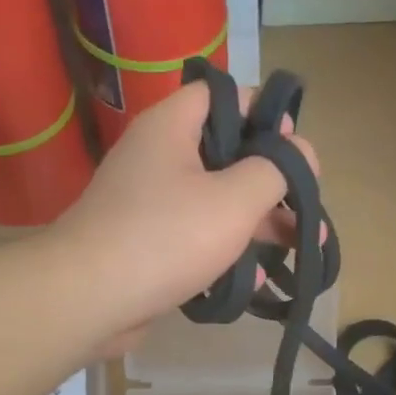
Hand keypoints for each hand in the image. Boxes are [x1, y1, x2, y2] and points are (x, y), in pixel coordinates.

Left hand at [52, 81, 315, 346]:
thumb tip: (299, 151)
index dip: (262, 111)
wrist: (88, 299)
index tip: (294, 142)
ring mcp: (149, 203)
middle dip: (271, 178)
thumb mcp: (234, 199)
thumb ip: (276, 169)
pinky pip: (195, 236)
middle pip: (225, 152)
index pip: (221, 95)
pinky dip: (226, 249)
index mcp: (171, 127)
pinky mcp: (146, 243)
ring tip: (303, 244)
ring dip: (258, 220)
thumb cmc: (166, 237)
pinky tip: (257, 277)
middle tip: (307, 201)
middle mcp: (157, 157)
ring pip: (214, 199)